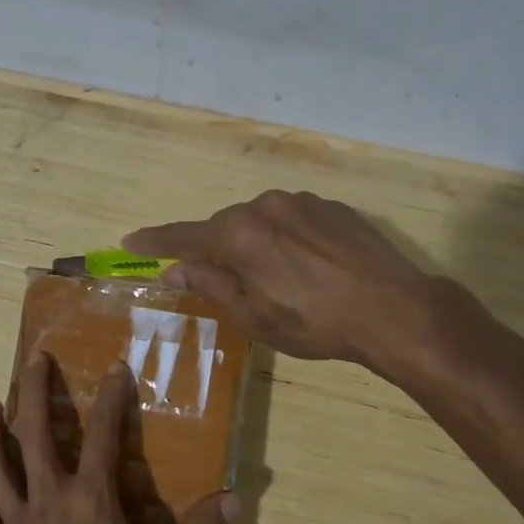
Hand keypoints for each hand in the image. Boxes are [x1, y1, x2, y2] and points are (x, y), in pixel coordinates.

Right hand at [125, 189, 476, 369]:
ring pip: (261, 221)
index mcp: (238, 233)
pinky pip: (293, 219)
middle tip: (225, 284)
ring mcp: (302, 202)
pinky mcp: (332, 207)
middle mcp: (265, 205)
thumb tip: (175, 270)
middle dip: (217, 251)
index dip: (155, 242)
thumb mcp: (253, 316)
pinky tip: (309, 267)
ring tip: (279, 280)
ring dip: (255, 244)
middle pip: (225, 227)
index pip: (184, 236)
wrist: (393, 308)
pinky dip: (287, 239)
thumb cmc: (314, 322)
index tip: (130, 241)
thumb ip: (210, 286)